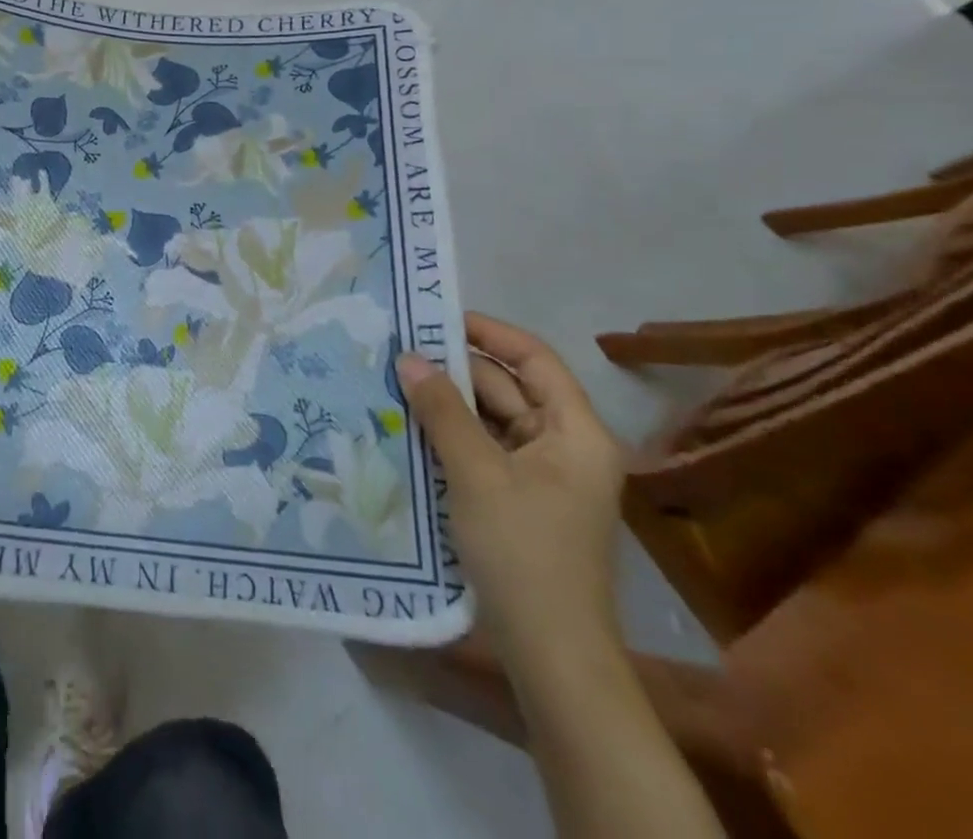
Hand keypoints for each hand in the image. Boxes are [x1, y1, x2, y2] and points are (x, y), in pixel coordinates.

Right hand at [397, 314, 624, 659]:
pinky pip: (484, 448)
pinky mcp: (520, 498)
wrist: (550, 654)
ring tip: (395, 380)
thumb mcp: (476, 473)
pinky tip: (410, 424)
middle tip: (399, 350)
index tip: (436, 318)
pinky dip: (451, 434)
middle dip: (456, 368)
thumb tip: (408, 357)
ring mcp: (544, 475)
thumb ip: (442, 410)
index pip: (534, 358)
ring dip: (449, 402)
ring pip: (492, 419)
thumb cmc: (524, 552)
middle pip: (509, 388)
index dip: (488, 332)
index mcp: (576, 432)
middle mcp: (566, 446)